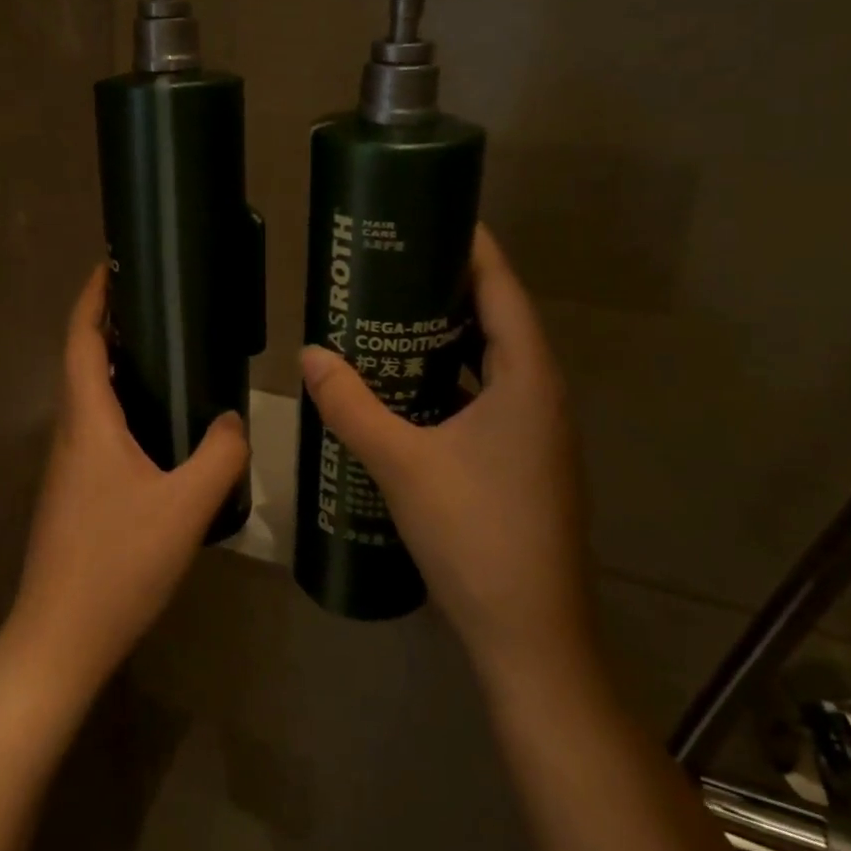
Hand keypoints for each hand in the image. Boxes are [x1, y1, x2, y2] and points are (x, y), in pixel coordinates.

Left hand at [4, 265, 248, 699]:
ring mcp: (68, 466)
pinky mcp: (74, 493)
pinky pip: (97, 429)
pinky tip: (158, 426)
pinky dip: (122, 405)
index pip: (82, 340)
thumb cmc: (117, 562)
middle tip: (156, 303)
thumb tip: (233, 418)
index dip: (93, 298)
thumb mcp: (185, 506)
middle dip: (110, 324)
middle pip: (83, 361)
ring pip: (90, 398)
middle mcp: (70, 433)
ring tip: (165, 353)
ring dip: (116, 366)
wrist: (59, 639)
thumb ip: (220, 455)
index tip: (111, 264)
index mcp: (88, 421)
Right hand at [300, 226, 592, 694]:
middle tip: (393, 263)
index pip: (503, 290)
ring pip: (491, 363)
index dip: (474, 248)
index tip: (434, 214)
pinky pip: (485, 398)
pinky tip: (407, 388)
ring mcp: (536, 433)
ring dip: (448, 337)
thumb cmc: (475, 534)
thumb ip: (352, 405)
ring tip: (391, 314)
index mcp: (528, 380)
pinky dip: (450, 380)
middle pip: (498, 320)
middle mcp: (540, 396)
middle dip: (450, 287)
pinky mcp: (522, 462)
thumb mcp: (401, 463)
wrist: (529, 635)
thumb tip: (309, 353)